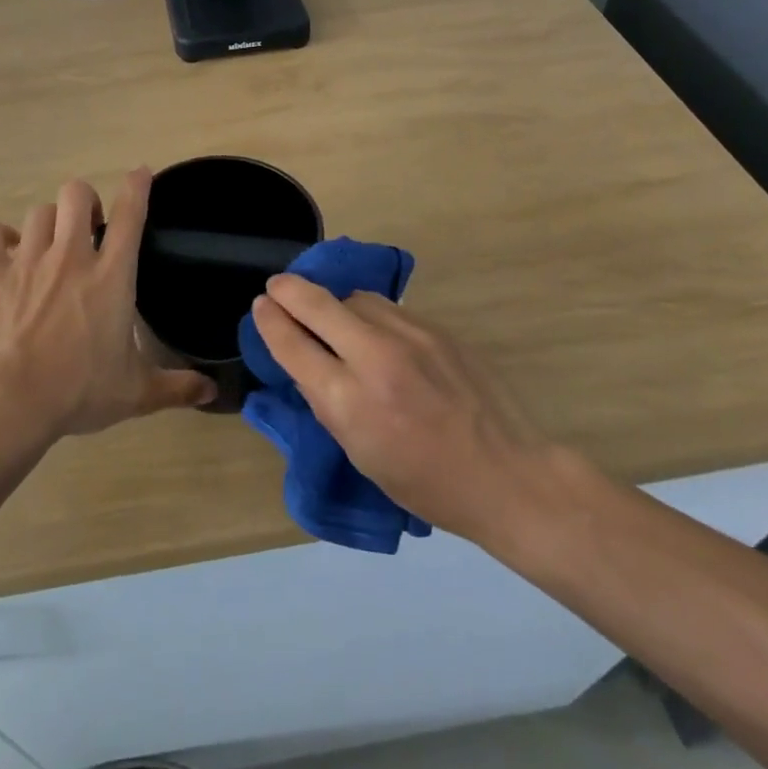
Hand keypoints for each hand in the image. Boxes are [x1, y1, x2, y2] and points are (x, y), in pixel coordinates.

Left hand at [0, 170, 215, 436]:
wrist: (11, 400)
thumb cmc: (79, 391)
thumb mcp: (136, 393)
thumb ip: (176, 387)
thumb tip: (211, 391)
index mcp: (111, 277)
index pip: (130, 215)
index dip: (137, 187)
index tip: (140, 173)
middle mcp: (71, 257)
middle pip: (76, 194)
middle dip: (85, 201)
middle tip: (88, 227)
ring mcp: (28, 261)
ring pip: (39, 212)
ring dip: (49, 222)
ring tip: (51, 243)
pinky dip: (2, 239)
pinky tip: (9, 253)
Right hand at [250, 274, 559, 543]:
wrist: (507, 474)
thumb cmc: (426, 483)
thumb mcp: (360, 454)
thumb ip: (327, 403)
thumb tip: (305, 363)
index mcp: (350, 402)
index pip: (294, 345)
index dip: (270, 321)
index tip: (260, 305)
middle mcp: (376, 358)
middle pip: (318, 304)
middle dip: (289, 290)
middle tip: (276, 285)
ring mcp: (411, 336)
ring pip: (355, 298)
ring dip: (333, 302)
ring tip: (329, 314)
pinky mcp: (437, 328)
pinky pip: (388, 308)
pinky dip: (368, 312)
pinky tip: (371, 328)